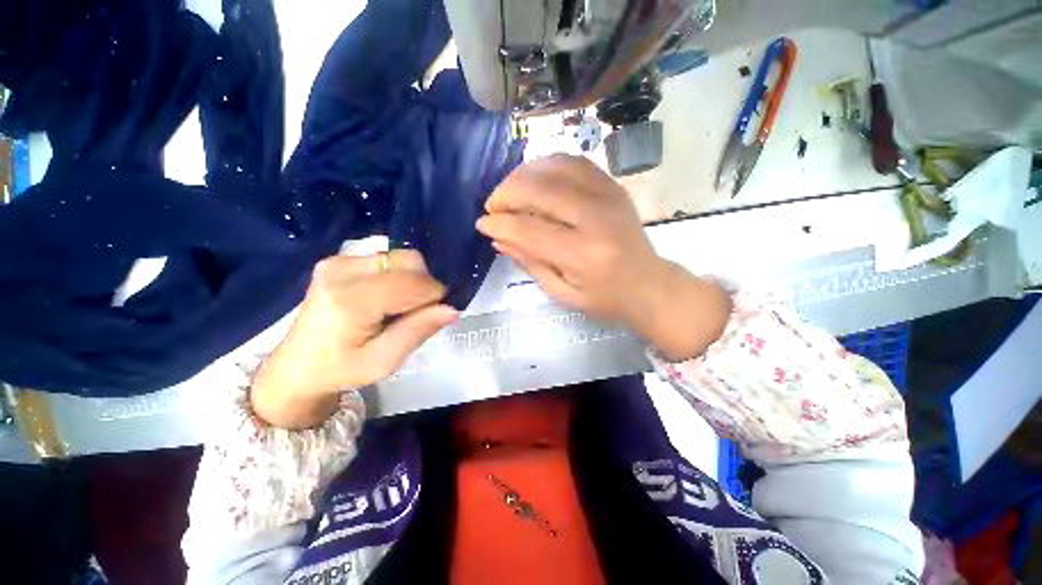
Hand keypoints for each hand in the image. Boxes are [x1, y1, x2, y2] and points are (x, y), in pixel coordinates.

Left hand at [251, 251, 457, 428]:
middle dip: (424, 284)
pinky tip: (386, 297)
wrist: (297, 365)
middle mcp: (342, 271)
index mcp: (351, 300)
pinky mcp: (338, 260)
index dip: (434, 296)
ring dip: (411, 280)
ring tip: (399, 306)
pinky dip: (397, 276)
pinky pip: (386, 259)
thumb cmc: (341, 369)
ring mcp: (338, 261)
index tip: (433, 315)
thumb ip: (417, 331)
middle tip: (416, 312)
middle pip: (409, 261)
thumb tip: (452, 309)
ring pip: (400, 258)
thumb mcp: (383, 362)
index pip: (413, 282)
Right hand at [476, 154, 730, 360]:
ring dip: (524, 175)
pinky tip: (535, 177)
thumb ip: (529, 262)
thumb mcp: (561, 292)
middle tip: (493, 205)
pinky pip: (575, 163)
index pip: (530, 229)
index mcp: (583, 255)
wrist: (649, 284)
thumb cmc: (604, 298)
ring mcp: (608, 196)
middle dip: (507, 193)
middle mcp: (596, 219)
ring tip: (510, 190)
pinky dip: (548, 165)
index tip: (482, 223)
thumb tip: (497, 237)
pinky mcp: (613, 187)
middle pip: (541, 190)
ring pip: (556, 167)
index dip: (500, 223)